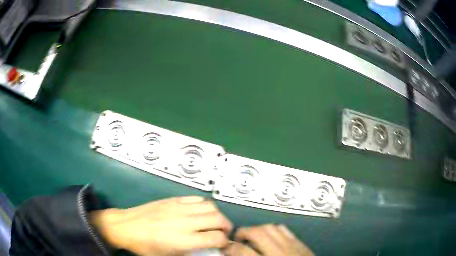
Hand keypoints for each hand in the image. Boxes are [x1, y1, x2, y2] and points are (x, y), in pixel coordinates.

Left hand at [90, 196, 232, 255]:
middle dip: (226, 227)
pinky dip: (204, 205)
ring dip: (217, 215)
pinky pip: (197, 198)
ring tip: (213, 223)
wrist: (126, 226)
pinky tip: (200, 212)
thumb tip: (205, 251)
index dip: (225, 242)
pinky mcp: (173, 199)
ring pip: (211, 207)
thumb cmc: (146, 247)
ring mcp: (180, 207)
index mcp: (185, 240)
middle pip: (219, 219)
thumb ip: (191, 254)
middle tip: (222, 233)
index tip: (223, 245)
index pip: (217, 238)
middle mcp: (186, 222)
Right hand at [223, 224, 313, 255]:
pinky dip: (273, 230)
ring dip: (257, 229)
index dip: (229, 247)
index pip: (242, 250)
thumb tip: (235, 255)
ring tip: (251, 236)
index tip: (226, 248)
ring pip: (272, 228)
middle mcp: (279, 253)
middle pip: (257, 233)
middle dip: (242, 233)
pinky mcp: (300, 244)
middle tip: (236, 239)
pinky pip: (285, 230)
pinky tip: (269, 236)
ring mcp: (292, 246)